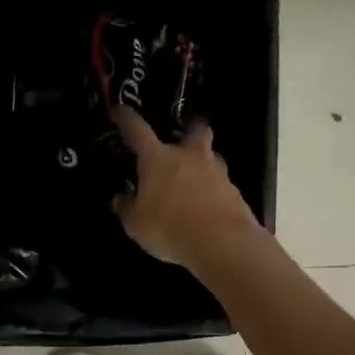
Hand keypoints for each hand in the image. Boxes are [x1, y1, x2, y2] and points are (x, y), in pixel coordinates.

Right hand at [112, 108, 260, 268]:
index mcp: (158, 158)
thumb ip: (127, 207)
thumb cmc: (168, 227)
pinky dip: (214, 189)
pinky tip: (208, 204)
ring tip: (195, 178)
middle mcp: (189, 156)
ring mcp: (216, 172)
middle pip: (195, 128)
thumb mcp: (136, 223)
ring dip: (203, 161)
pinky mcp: (235, 191)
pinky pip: (222, 183)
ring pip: (211, 155)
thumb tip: (121, 198)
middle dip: (190, 128)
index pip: (137, 129)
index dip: (126, 118)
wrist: (221, 243)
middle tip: (183, 138)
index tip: (119, 111)